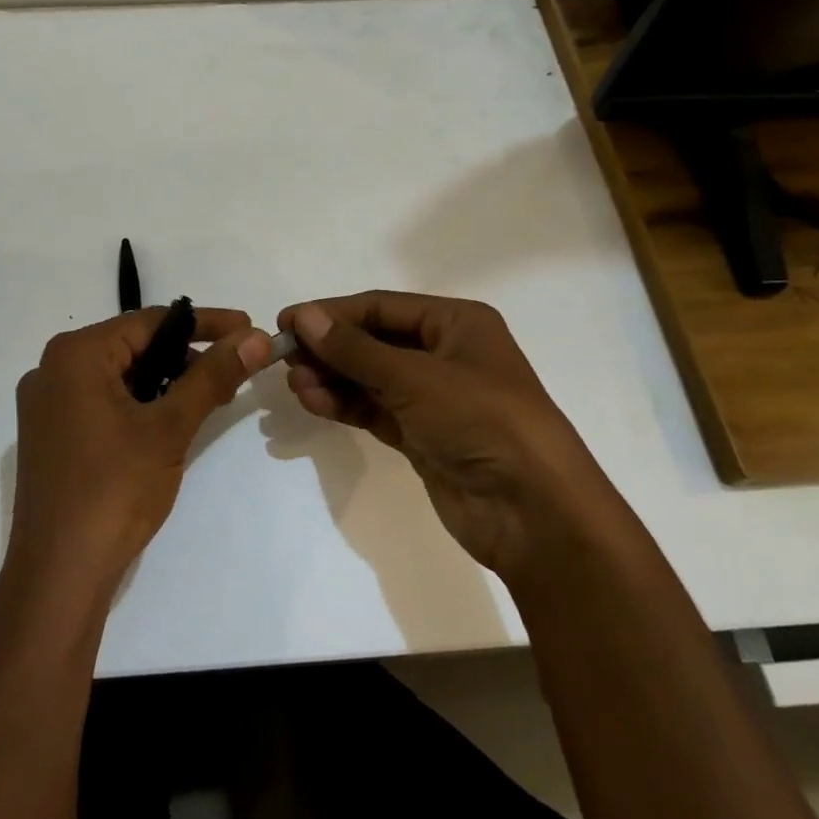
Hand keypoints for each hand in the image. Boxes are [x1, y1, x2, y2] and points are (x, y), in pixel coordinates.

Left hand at [8, 308, 270, 592]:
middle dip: (186, 354)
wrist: (58, 574)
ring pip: (118, 374)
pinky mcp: (50, 434)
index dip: (205, 323)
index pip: (150, 321)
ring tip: (210, 395)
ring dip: (165, 380)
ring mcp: (46, 404)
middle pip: (132, 345)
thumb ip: (212, 376)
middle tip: (232, 366)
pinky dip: (139, 402)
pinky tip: (171, 419)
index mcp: (75, 355)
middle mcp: (52, 369)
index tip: (247, 328)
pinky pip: (101, 399)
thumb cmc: (114, 490)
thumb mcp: (170, 427)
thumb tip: (255, 339)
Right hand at [278, 292, 601, 582]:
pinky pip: (376, 410)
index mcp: (457, 323)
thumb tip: (304, 317)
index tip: (288, 321)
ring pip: (372, 378)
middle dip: (331, 347)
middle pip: (375, 341)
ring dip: (333, 378)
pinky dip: (346, 405)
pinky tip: (314, 402)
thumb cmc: (481, 420)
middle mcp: (446, 354)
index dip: (333, 312)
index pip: (382, 307)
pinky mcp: (424, 436)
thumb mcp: (415, 377)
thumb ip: (355, 349)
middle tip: (285, 356)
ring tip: (295, 384)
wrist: (533, 511)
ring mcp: (435, 398)